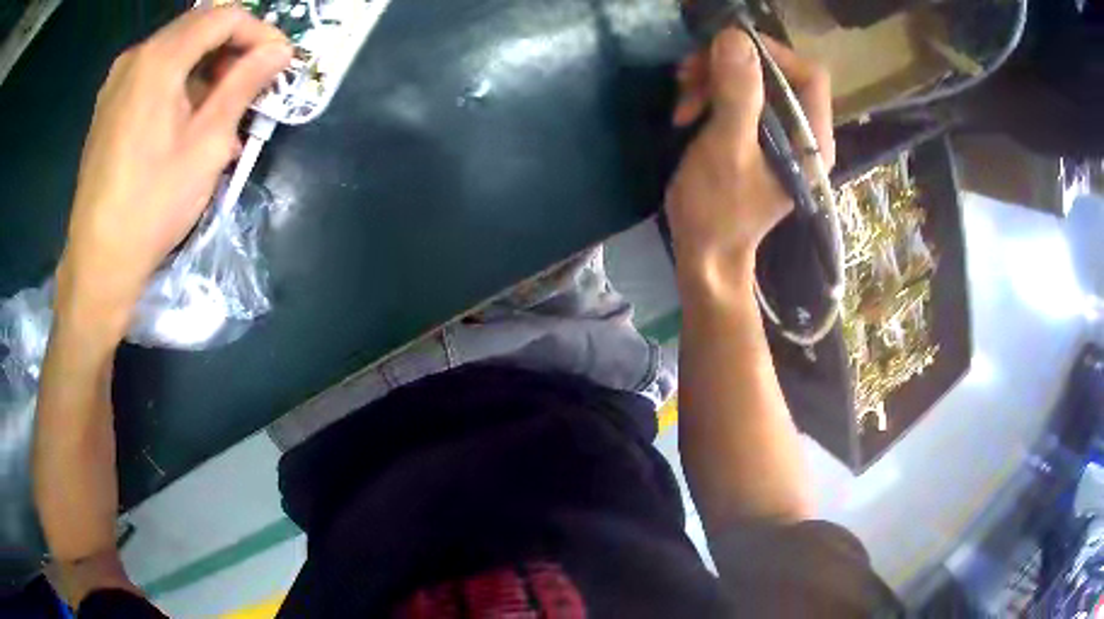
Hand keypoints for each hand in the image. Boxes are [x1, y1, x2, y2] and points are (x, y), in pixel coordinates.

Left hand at [55, 7, 290, 338]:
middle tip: (253, 82)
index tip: (278, 62)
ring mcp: (117, 80)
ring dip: (206, 65)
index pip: (224, 16)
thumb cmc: (152, 206)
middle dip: (232, 46)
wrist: (98, 262)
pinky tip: (187, 116)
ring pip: (175, 49)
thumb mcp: (207, 144)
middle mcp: (135, 57)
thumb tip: (279, 52)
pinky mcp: (108, 104)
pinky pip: (153, 72)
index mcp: (159, 59)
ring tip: (221, 107)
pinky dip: (179, 81)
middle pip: (198, 26)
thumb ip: (243, 85)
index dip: (259, 32)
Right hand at [665, 29, 832, 287]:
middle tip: (688, 73)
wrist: (706, 254)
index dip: (770, 54)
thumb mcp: (726, 148)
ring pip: (752, 84)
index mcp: (811, 140)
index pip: (808, 75)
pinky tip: (687, 111)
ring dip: (713, 81)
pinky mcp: (758, 139)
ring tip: (682, 99)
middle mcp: (802, 134)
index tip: (723, 50)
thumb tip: (735, 38)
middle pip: (776, 75)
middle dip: (730, 66)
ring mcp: (780, 136)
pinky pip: (738, 99)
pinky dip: (710, 97)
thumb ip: (738, 94)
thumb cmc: (718, 210)